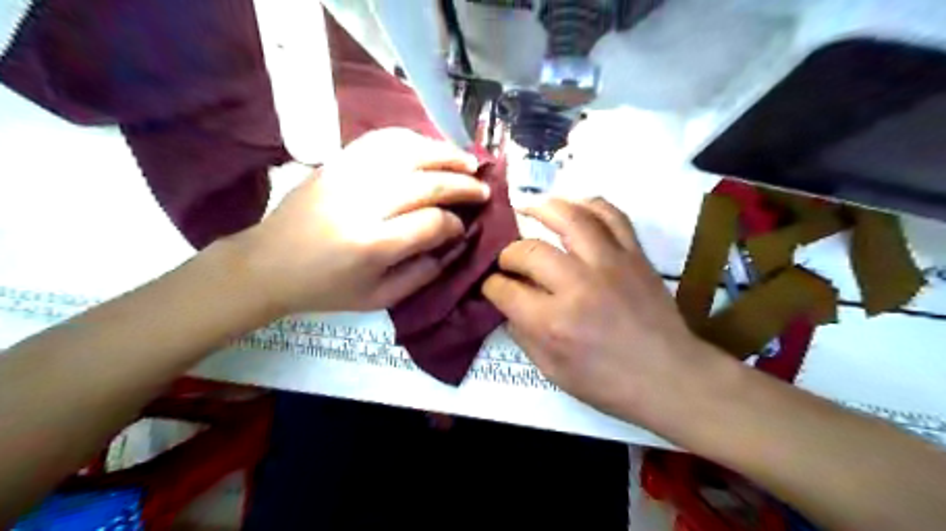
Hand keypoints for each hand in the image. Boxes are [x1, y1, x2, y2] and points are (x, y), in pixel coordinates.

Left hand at [237, 128, 491, 313]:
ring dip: (445, 155)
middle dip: (462, 185)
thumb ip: (422, 274)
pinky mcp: (338, 161)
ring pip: (409, 152)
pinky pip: (382, 140)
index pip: (432, 223)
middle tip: (483, 189)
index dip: (455, 224)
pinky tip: (429, 147)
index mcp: (372, 245)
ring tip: (467, 162)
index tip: (462, 228)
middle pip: (427, 182)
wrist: (269, 263)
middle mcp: (363, 204)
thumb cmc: (326, 288)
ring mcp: (348, 176)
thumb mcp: (379, 298)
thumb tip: (453, 245)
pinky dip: (413, 139)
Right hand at [487, 197, 718, 425]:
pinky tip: (573, 208)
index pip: (505, 289)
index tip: (492, 285)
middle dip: (508, 254)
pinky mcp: (634, 254)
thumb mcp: (552, 371)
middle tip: (509, 261)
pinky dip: (588, 205)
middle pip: (528, 251)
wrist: (671, 376)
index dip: (491, 286)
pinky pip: (611, 215)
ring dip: (542, 208)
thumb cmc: (608, 383)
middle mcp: (577, 285)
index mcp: (553, 322)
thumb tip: (507, 304)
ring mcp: (609, 264)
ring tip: (529, 207)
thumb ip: (523, 334)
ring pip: (569, 218)